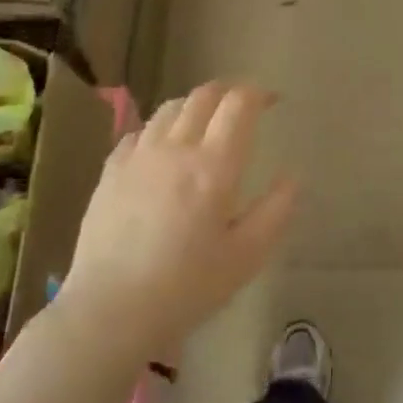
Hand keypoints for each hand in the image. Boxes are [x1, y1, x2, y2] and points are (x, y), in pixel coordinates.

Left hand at [58, 82, 298, 358]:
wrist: (110, 311)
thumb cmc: (187, 287)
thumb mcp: (247, 257)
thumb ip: (276, 211)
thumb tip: (293, 177)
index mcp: (214, 166)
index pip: (238, 105)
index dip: (257, 93)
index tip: (271, 100)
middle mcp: (176, 148)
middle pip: (203, 96)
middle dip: (228, 91)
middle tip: (242, 105)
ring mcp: (138, 157)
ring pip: (169, 108)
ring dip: (194, 105)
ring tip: (204, 122)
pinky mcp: (110, 172)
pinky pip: (139, 132)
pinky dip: (159, 129)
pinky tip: (162, 148)